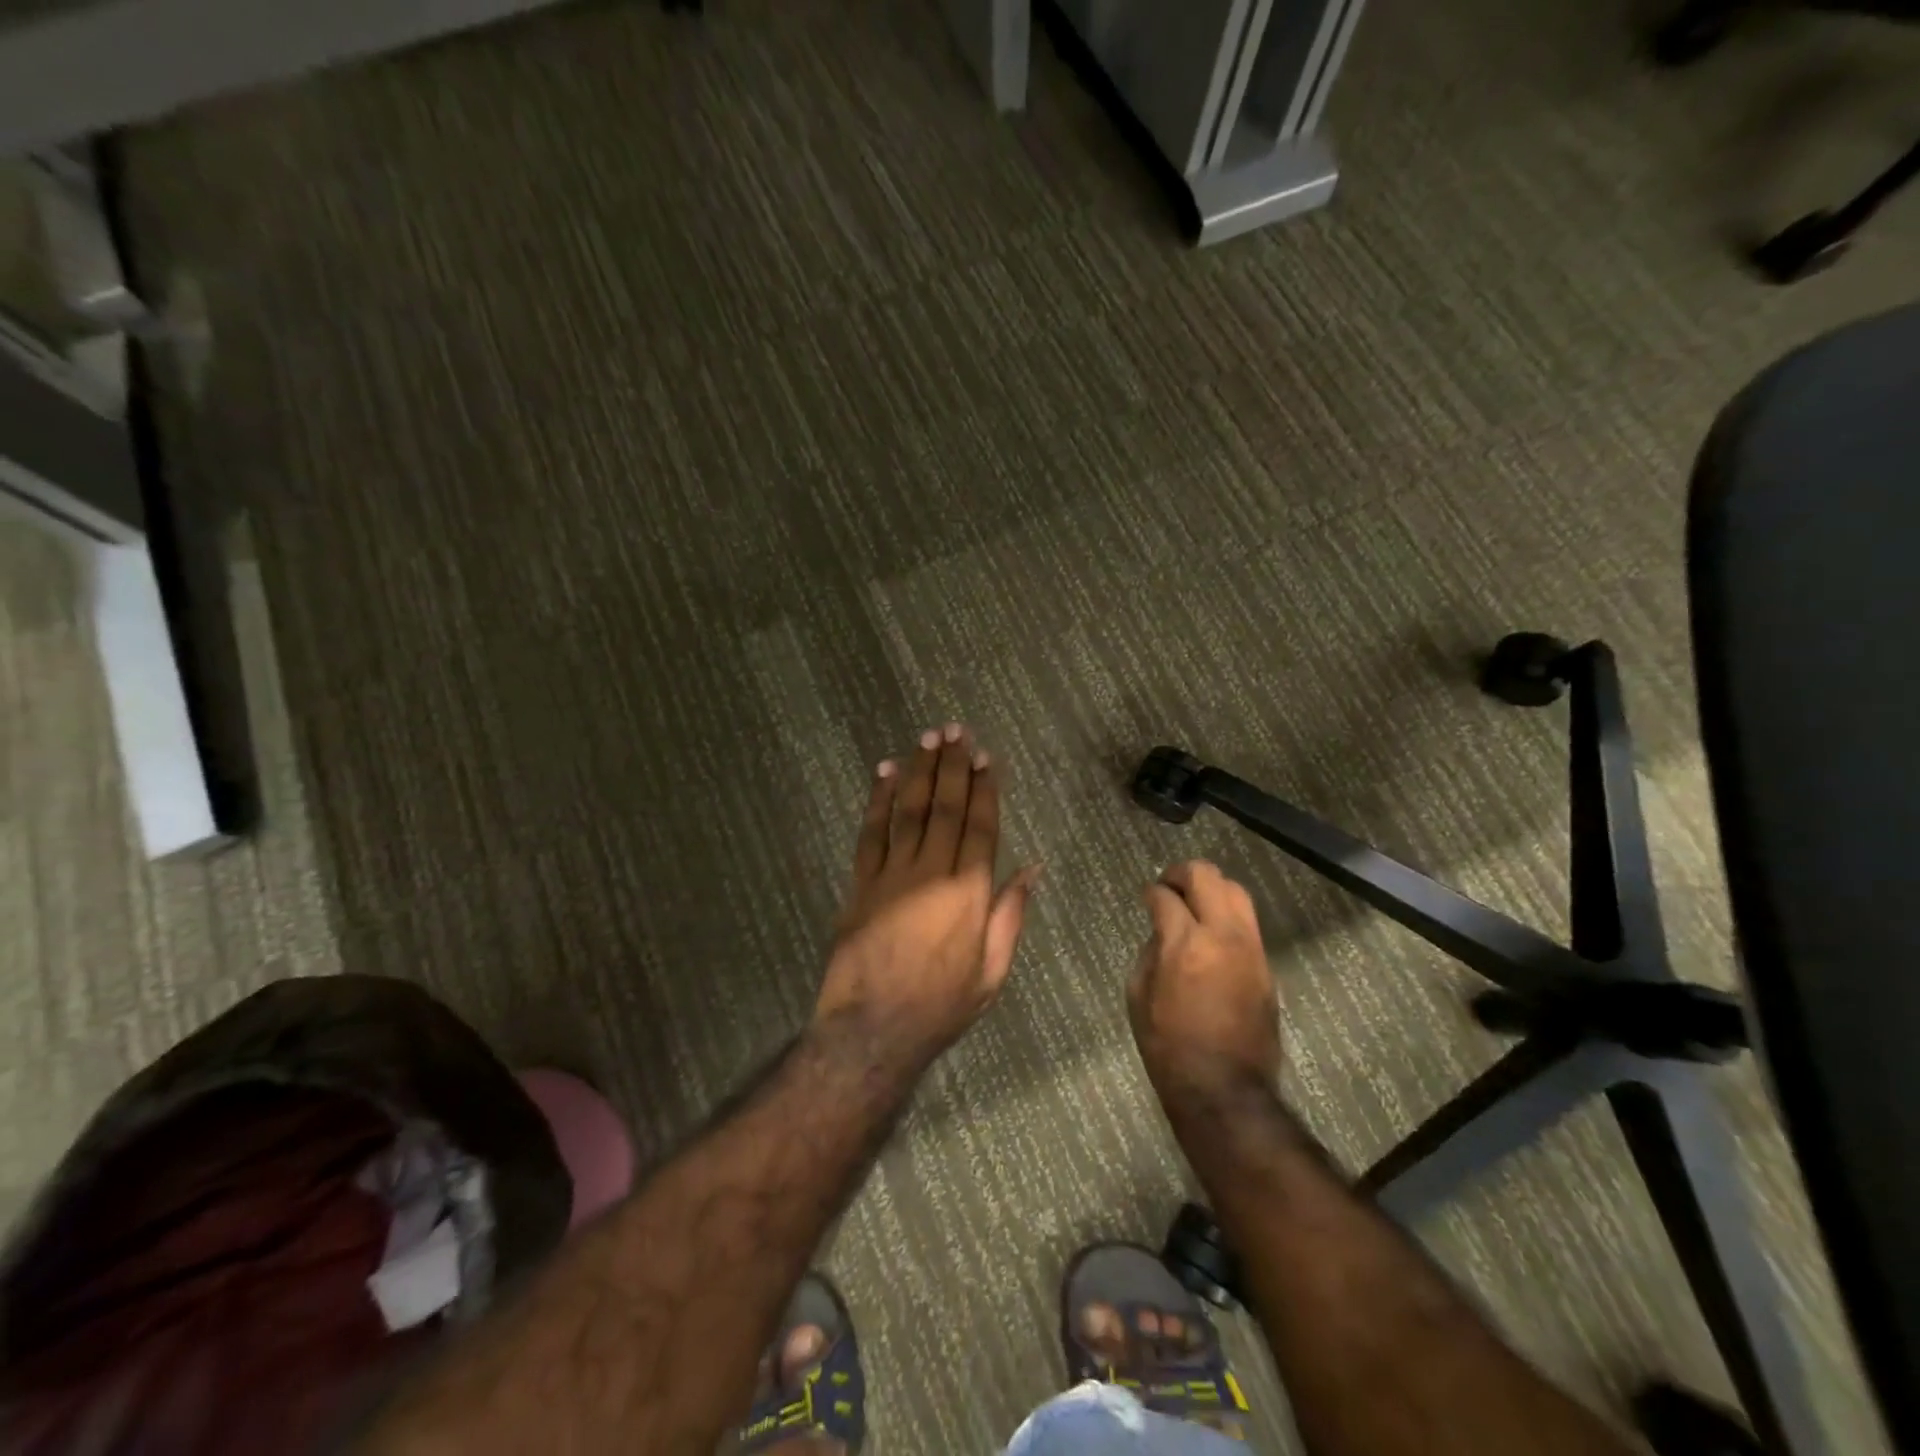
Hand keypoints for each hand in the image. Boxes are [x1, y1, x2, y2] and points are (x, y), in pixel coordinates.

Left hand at [814, 725, 1039, 1075]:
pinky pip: (872, 832)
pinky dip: (878, 800)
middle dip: (953, 766)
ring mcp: (893, 874)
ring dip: (919, 771)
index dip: (985, 788)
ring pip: (909, 810)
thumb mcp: (992, 971)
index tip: (986, 757)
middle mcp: (933, 871)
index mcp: (970, 892)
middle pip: (946, 807)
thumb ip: (1011, 914)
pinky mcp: (861, 882)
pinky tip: (885, 773)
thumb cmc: (941, 1005)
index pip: (981, 826)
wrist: (873, 1028)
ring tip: (927, 737)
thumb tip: (1033, 868)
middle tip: (956, 731)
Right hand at [1130, 861, 1280, 1103]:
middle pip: (1207, 876)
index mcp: (1184, 944)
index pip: (1166, 896)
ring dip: (1211, 888)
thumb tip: (1163, 933)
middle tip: (1168, 886)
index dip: (1151, 892)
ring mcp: (1250, 949)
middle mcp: (1222, 935)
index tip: (1146, 896)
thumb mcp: (1138, 996)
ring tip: (1193, 902)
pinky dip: (1227, 915)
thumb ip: (1150, 952)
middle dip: (1182, 873)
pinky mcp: (1265, 966)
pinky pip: (1248, 922)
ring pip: (1236, 892)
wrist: (1223, 1088)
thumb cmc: (1168, 1046)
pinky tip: (1212, 931)